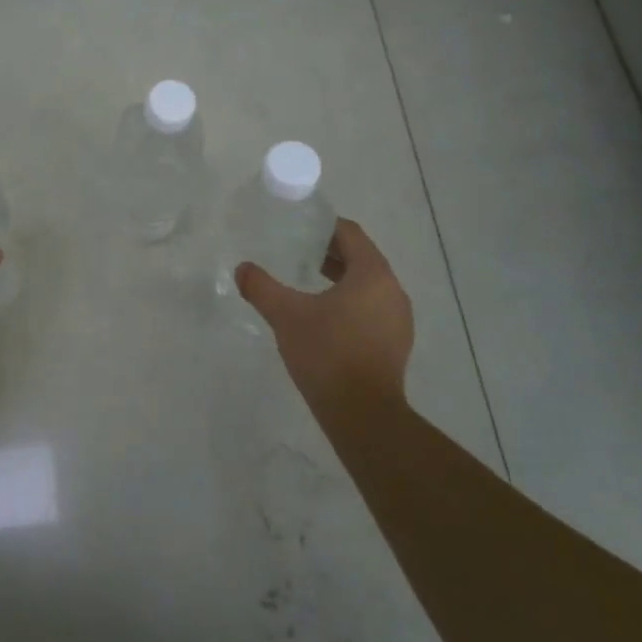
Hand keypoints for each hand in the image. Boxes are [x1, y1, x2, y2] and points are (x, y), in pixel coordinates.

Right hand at [236, 217, 413, 407]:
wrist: (362, 414)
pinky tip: (325, 319)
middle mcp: (393, 291)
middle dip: (330, 254)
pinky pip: (373, 309)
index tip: (300, 229)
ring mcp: (399, 319)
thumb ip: (262, 287)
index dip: (325, 227)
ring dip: (341, 280)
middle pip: (362, 258)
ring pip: (368, 286)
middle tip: (298, 254)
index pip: (351, 234)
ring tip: (308, 285)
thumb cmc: (327, 353)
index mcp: (372, 274)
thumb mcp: (286, 316)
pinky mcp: (396, 343)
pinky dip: (351, 303)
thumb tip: (242, 268)